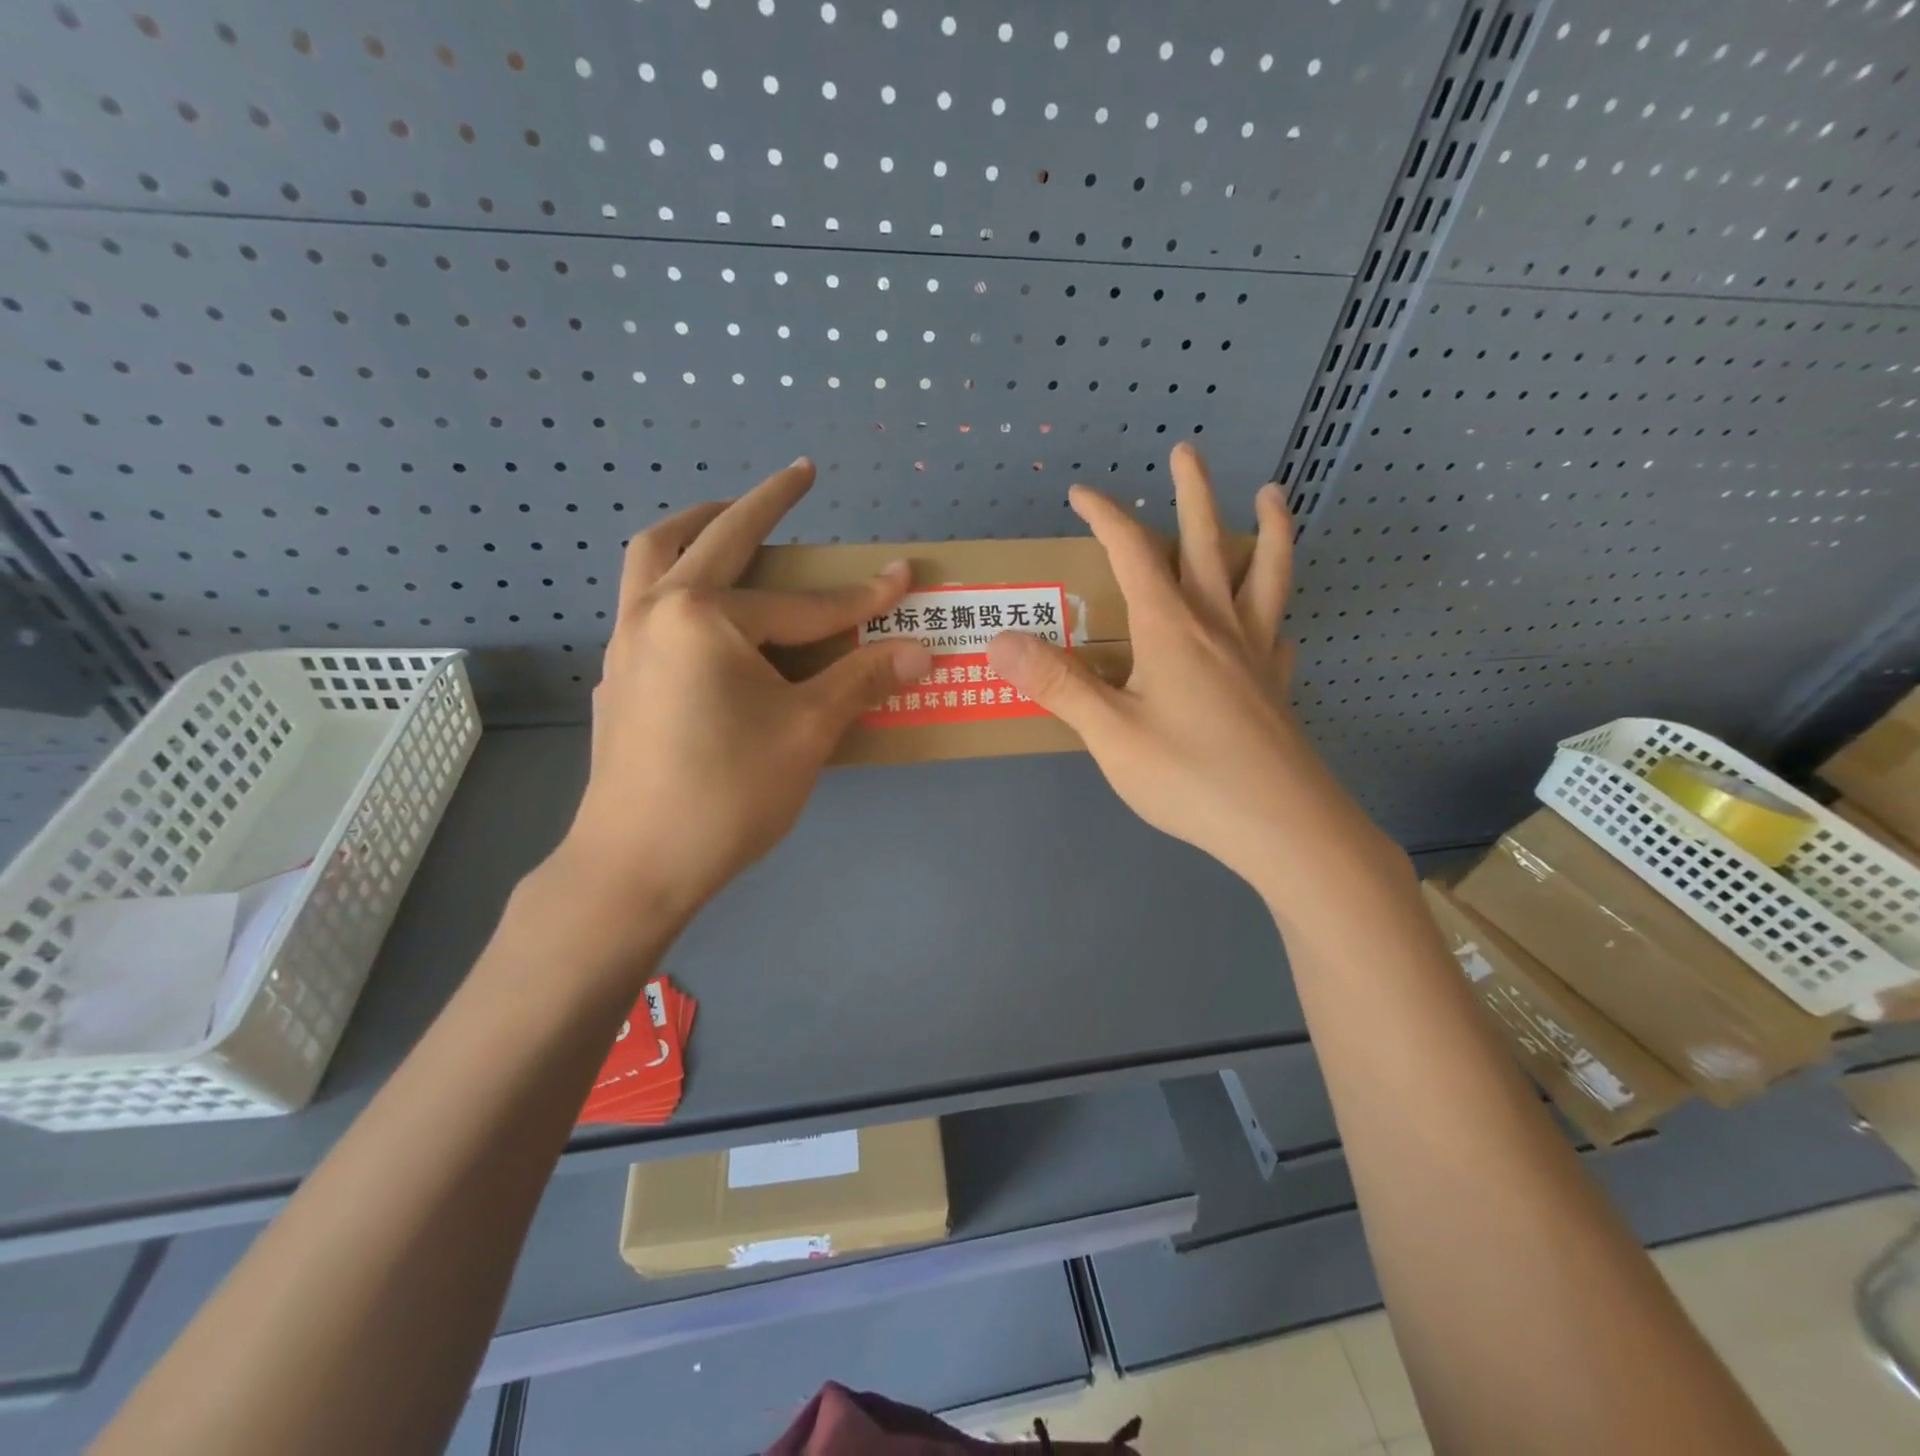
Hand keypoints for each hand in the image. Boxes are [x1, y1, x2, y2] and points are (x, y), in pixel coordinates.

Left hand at [542, 459, 931, 937]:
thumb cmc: (727, 794)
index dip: (862, 597)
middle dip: (763, 504)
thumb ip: (861, 681)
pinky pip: (644, 602)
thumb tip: (919, 651)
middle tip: (798, 478)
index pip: (803, 604)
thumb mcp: (807, 733)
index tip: (906, 578)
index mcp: (704, 618)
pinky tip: (706, 615)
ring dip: (697, 528)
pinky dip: (674, 582)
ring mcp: (625, 642)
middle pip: (711, 537)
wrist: (635, 866)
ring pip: (653, 557)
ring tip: (732, 522)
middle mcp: (655, 611)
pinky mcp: (617, 675)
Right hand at [987, 442, 1329, 890]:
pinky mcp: (1276, 686)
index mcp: (1170, 628)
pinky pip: (1278, 632)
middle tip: (1187, 451)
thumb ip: (1057, 684)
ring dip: (1266, 531)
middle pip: (1206, 543)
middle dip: (1192, 494)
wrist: (1283, 827)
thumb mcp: (1110, 734)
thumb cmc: (1189, 778)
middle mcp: (1217, 625)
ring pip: (1265, 575)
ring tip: (1273, 496)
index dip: (1106, 516)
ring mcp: (1255, 654)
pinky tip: (1274, 622)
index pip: (1133, 552)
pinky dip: (1276, 612)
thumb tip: (999, 640)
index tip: (1081, 493)